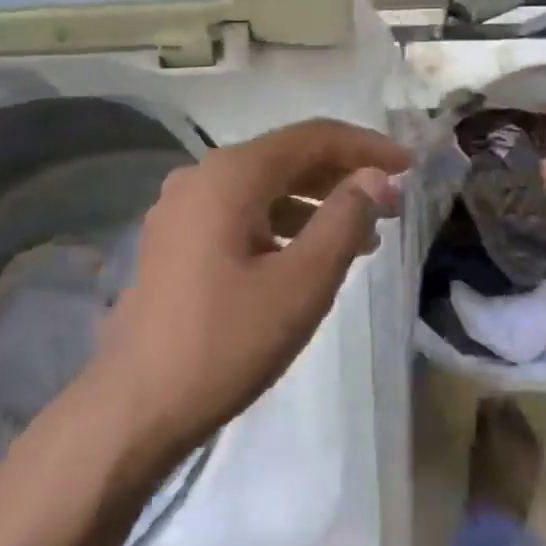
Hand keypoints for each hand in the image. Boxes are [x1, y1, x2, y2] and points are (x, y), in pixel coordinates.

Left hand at [84, 119, 408, 461]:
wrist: (136, 408)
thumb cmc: (226, 342)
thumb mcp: (302, 282)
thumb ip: (346, 220)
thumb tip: (378, 179)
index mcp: (231, 175)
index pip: (313, 137)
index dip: (367, 147)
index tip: (410, 166)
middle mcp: (201, 177)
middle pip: (286, 157)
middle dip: (343, 175)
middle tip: (391, 202)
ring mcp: (182, 209)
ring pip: (264, 187)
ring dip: (316, 202)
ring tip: (363, 235)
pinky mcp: (176, 241)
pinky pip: (242, 213)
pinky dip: (283, 223)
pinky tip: (308, 253)